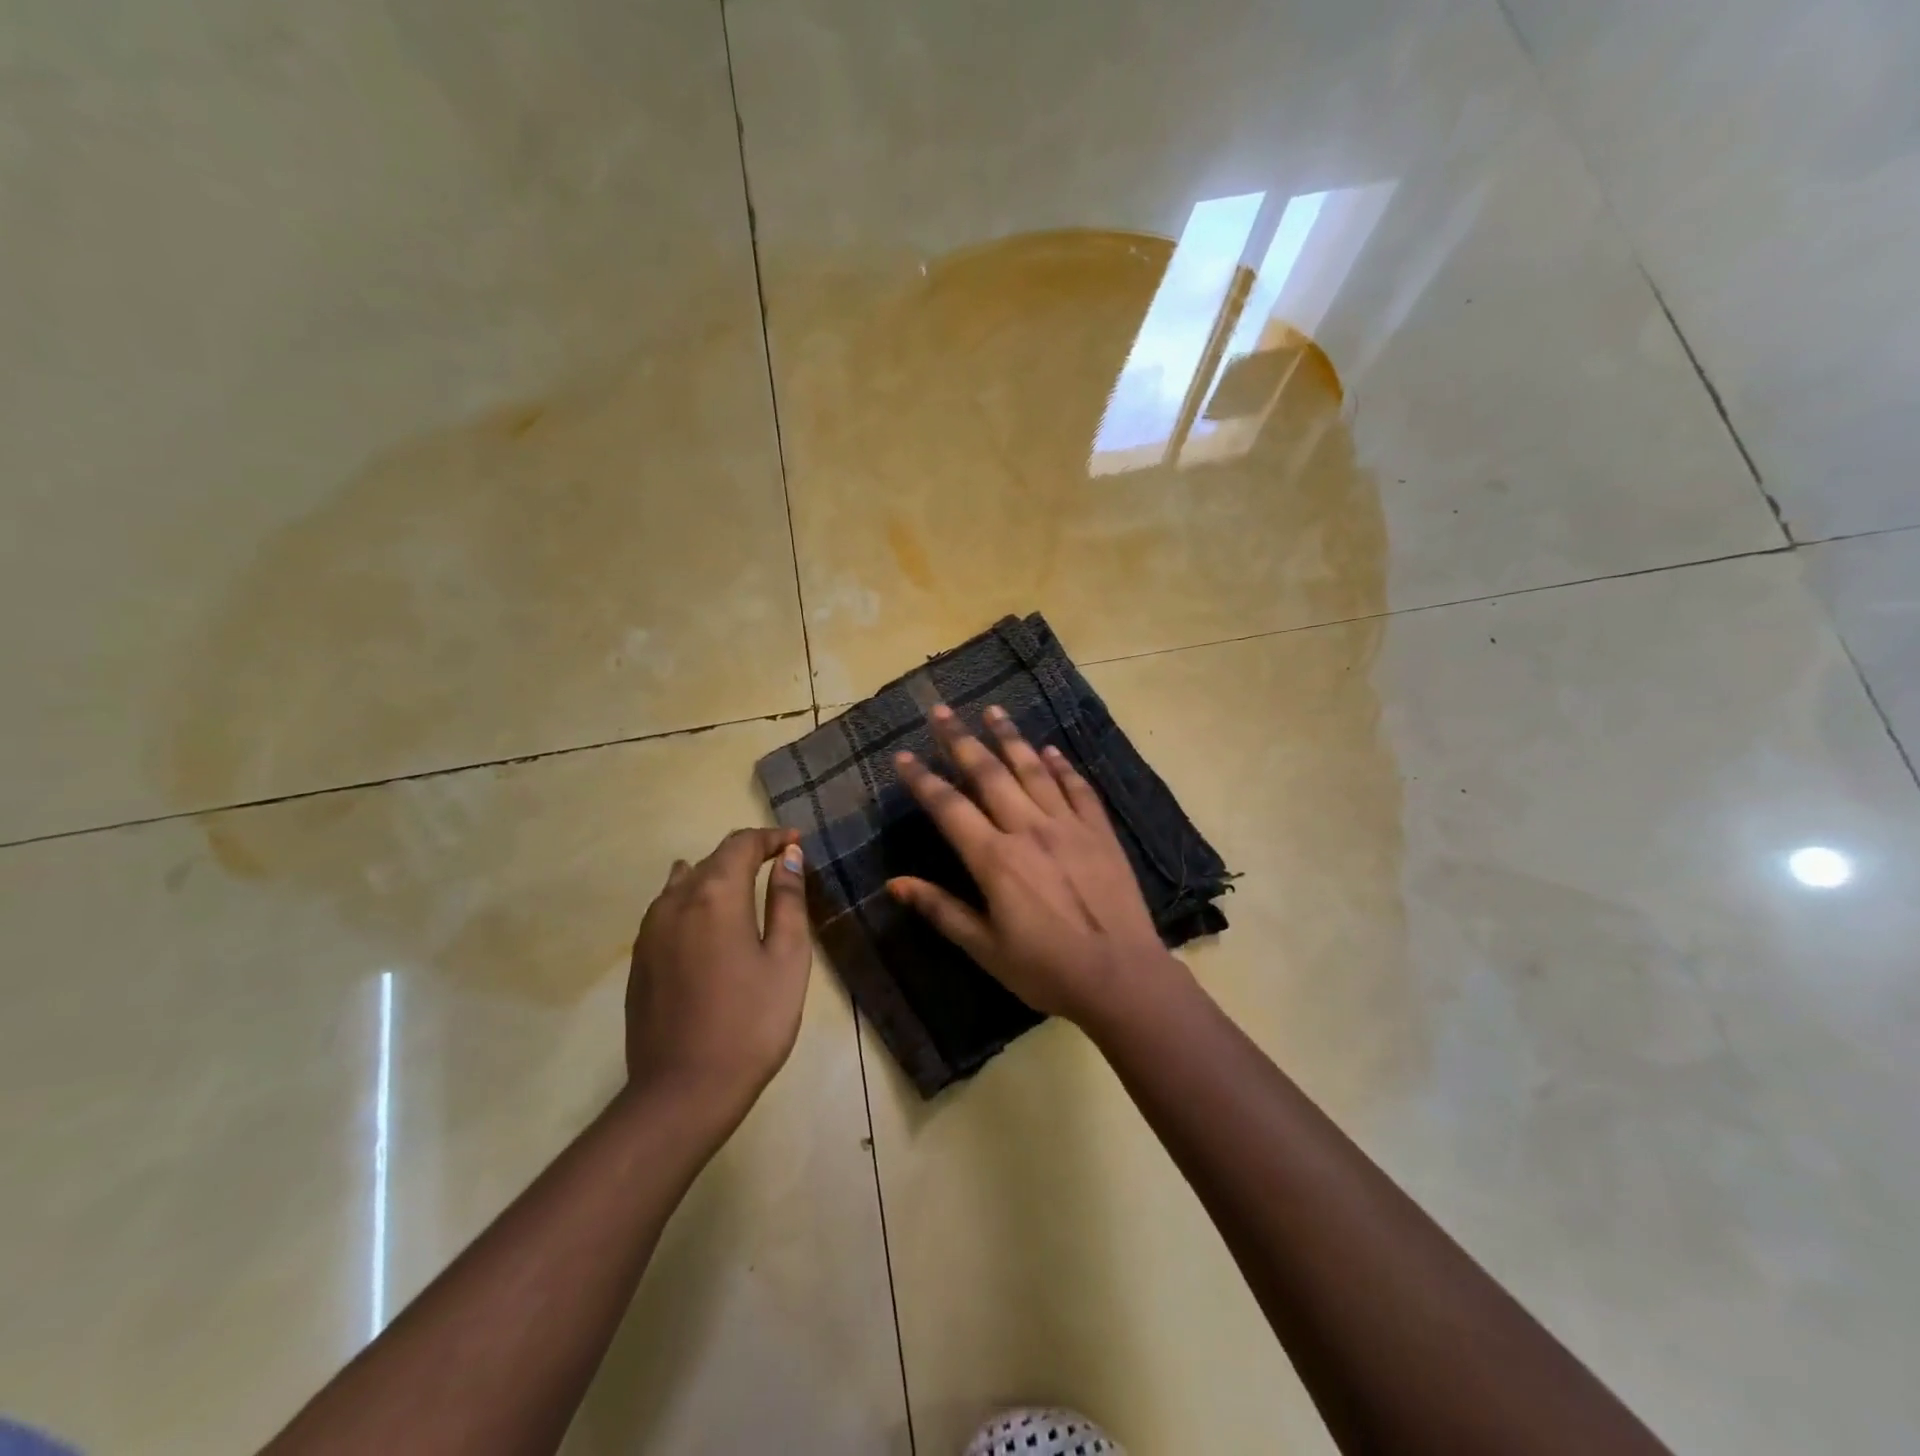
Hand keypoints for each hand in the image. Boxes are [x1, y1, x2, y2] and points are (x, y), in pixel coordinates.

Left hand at [625, 828, 811, 1118]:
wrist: (683, 1091)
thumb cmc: (751, 1022)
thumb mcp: (787, 958)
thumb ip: (788, 900)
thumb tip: (790, 857)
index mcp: (716, 895)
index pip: (742, 845)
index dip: (772, 838)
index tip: (796, 843)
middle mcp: (676, 901)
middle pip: (713, 858)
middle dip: (748, 854)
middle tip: (780, 863)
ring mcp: (651, 930)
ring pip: (685, 881)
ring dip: (718, 874)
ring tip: (745, 885)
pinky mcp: (640, 958)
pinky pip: (668, 908)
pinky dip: (694, 897)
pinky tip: (706, 915)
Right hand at [887, 704, 1184, 1028]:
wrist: (1121, 976)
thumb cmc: (1046, 969)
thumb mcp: (985, 948)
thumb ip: (941, 910)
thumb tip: (894, 883)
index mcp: (995, 858)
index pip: (949, 807)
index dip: (922, 779)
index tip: (903, 755)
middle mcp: (1028, 829)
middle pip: (989, 774)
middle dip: (961, 740)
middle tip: (941, 710)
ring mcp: (1068, 826)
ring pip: (1033, 770)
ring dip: (1010, 738)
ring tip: (992, 710)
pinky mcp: (1100, 831)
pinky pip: (1077, 788)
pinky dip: (1062, 766)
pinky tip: (1050, 749)